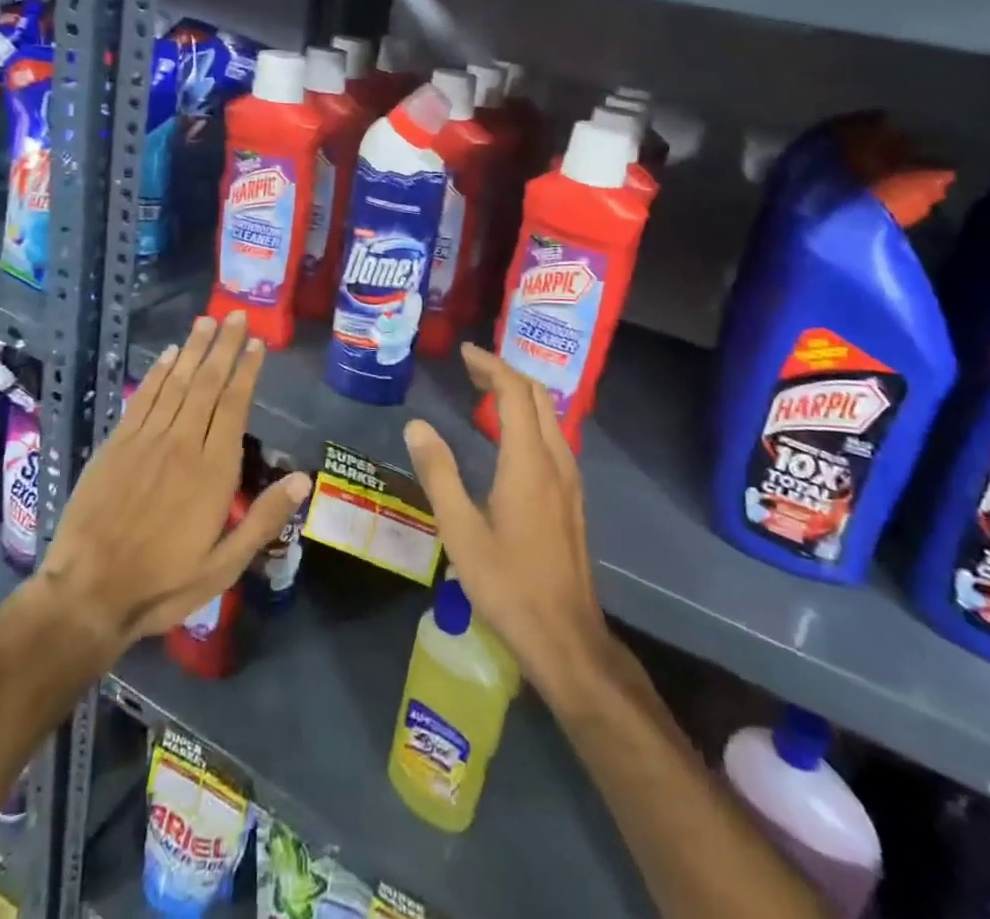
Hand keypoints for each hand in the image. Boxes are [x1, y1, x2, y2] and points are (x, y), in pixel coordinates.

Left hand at [31, 311, 310, 662]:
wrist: (88, 593)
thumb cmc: (163, 582)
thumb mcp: (224, 565)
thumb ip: (264, 518)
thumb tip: (304, 478)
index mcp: (213, 470)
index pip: (234, 405)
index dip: (246, 371)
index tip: (256, 343)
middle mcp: (182, 444)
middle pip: (207, 384)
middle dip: (223, 347)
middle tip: (235, 315)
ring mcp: (146, 440)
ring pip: (175, 383)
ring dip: (192, 349)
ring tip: (206, 321)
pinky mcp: (116, 445)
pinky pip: (142, 399)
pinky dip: (156, 373)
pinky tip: (167, 355)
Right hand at [403, 345, 611, 700]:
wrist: (566, 637)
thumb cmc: (508, 584)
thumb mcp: (461, 531)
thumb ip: (439, 473)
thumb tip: (417, 425)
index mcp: (528, 461)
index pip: (515, 393)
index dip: (491, 365)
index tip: (464, 353)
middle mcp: (556, 460)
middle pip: (538, 396)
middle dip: (506, 373)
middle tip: (470, 368)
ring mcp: (570, 479)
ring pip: (550, 416)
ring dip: (520, 394)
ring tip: (485, 392)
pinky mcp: (572, 497)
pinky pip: (553, 436)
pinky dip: (530, 418)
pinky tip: (508, 436)